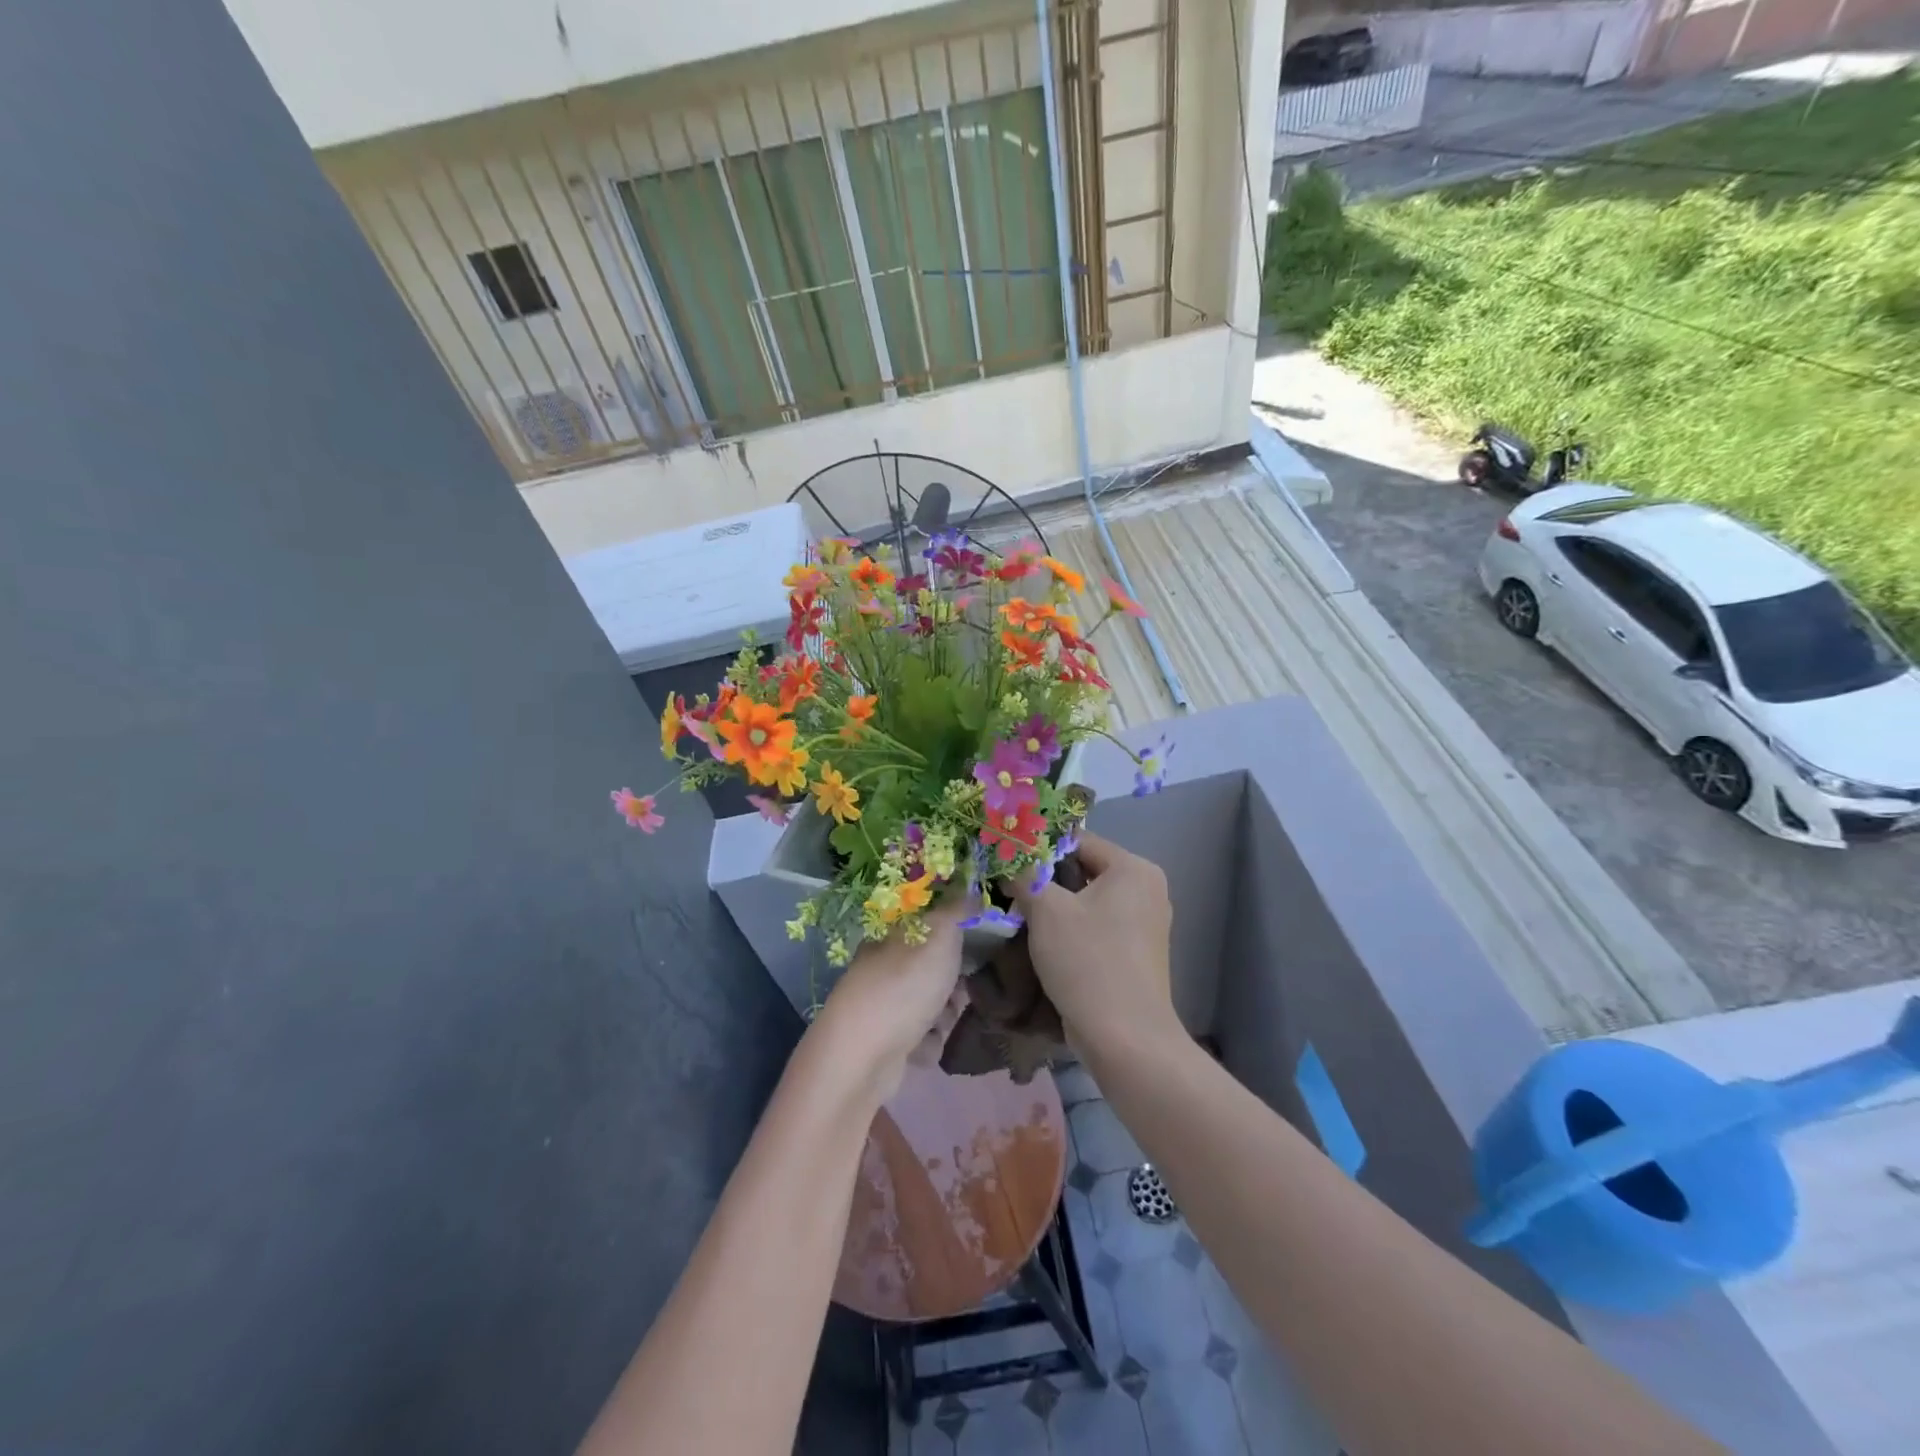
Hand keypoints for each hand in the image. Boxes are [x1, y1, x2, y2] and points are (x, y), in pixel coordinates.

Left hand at [813, 895, 966, 1101]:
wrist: (865, 1057)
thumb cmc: (905, 984)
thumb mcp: (939, 932)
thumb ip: (958, 907)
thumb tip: (970, 886)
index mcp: (887, 934)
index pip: (923, 922)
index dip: (951, 931)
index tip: (971, 942)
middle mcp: (880, 967)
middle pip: (930, 966)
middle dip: (952, 980)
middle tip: (961, 987)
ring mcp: (880, 1006)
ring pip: (929, 1003)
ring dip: (944, 1014)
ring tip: (942, 1021)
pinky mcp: (884, 1043)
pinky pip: (920, 1037)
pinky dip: (928, 1043)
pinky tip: (924, 1046)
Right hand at [1008, 833, 1175, 1055]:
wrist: (1125, 1038)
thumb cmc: (1087, 961)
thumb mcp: (1046, 909)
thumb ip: (1025, 874)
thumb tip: (1007, 857)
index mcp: (1133, 868)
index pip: (1078, 840)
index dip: (1040, 848)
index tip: (1007, 861)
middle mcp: (1147, 888)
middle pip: (1084, 870)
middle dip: (1046, 879)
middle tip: (1008, 889)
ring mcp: (1145, 923)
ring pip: (1088, 900)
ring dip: (1055, 906)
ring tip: (1020, 915)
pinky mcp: (1137, 953)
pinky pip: (1098, 926)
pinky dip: (1072, 929)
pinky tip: (1044, 942)